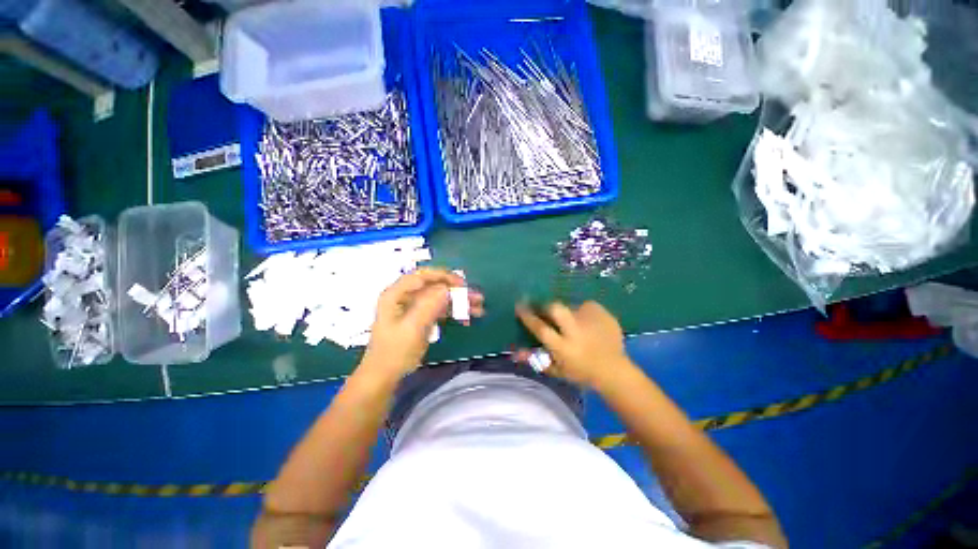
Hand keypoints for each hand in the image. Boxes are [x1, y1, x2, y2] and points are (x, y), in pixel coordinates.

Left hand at [362, 268, 483, 380]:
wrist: (384, 377)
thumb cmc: (395, 353)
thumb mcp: (413, 328)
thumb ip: (429, 305)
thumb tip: (448, 288)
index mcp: (396, 294)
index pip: (422, 276)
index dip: (443, 276)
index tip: (462, 284)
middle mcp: (405, 297)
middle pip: (434, 287)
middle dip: (456, 291)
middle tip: (476, 297)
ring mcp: (413, 308)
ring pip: (440, 298)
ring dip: (458, 302)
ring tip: (478, 309)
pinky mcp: (420, 318)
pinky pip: (439, 310)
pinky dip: (453, 312)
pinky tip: (466, 318)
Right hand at [515, 300, 632, 388]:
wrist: (614, 371)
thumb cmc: (582, 373)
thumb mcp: (557, 370)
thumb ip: (536, 359)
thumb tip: (515, 352)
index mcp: (563, 347)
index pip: (540, 328)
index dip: (527, 316)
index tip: (519, 306)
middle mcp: (576, 332)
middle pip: (556, 308)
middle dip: (546, 306)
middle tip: (545, 309)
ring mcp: (591, 321)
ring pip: (571, 305)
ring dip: (567, 311)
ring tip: (572, 322)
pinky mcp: (603, 314)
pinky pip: (586, 306)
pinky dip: (582, 312)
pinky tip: (587, 323)